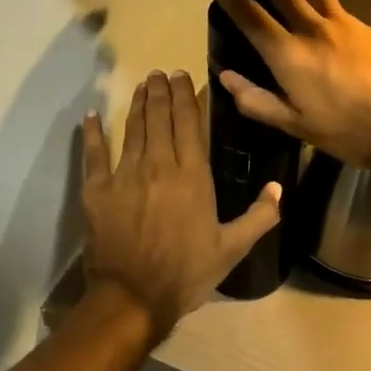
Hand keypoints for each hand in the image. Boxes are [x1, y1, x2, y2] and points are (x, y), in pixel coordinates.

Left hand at [81, 71, 281, 336]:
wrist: (134, 297)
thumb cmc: (187, 273)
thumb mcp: (232, 248)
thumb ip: (260, 216)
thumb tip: (279, 187)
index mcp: (192, 175)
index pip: (189, 123)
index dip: (187, 96)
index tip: (184, 76)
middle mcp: (159, 165)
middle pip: (159, 118)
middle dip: (161, 92)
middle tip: (161, 73)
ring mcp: (125, 175)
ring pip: (132, 129)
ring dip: (137, 104)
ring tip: (142, 84)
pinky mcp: (97, 191)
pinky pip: (94, 155)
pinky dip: (92, 133)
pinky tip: (91, 115)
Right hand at [207, 0, 370, 169]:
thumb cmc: (346, 132)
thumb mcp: (295, 125)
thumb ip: (256, 100)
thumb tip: (226, 77)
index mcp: (288, 54)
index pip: (249, 13)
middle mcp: (311, 28)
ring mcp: (342, 22)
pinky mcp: (366, 26)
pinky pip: (335, 2)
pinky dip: (318, 0)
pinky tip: (322, 17)